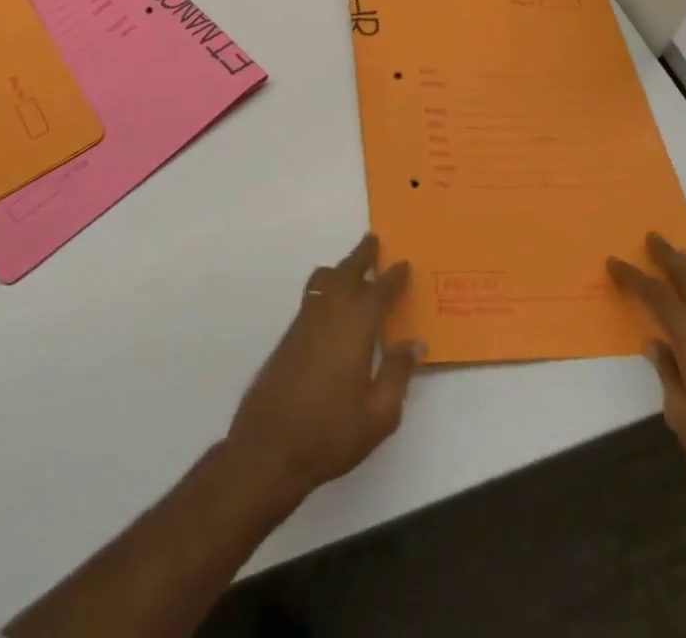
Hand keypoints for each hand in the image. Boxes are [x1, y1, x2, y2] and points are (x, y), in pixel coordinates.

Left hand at [227, 234, 422, 500]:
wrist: (270, 446)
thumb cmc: (331, 432)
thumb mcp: (379, 414)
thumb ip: (398, 374)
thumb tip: (415, 343)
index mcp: (356, 328)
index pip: (379, 292)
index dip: (393, 277)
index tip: (404, 263)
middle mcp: (330, 314)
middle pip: (347, 273)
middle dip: (362, 255)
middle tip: (373, 240)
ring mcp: (305, 322)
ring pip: (325, 280)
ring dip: (341, 267)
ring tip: (352, 266)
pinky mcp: (290, 336)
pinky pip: (312, 295)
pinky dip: (325, 285)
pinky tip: (329, 299)